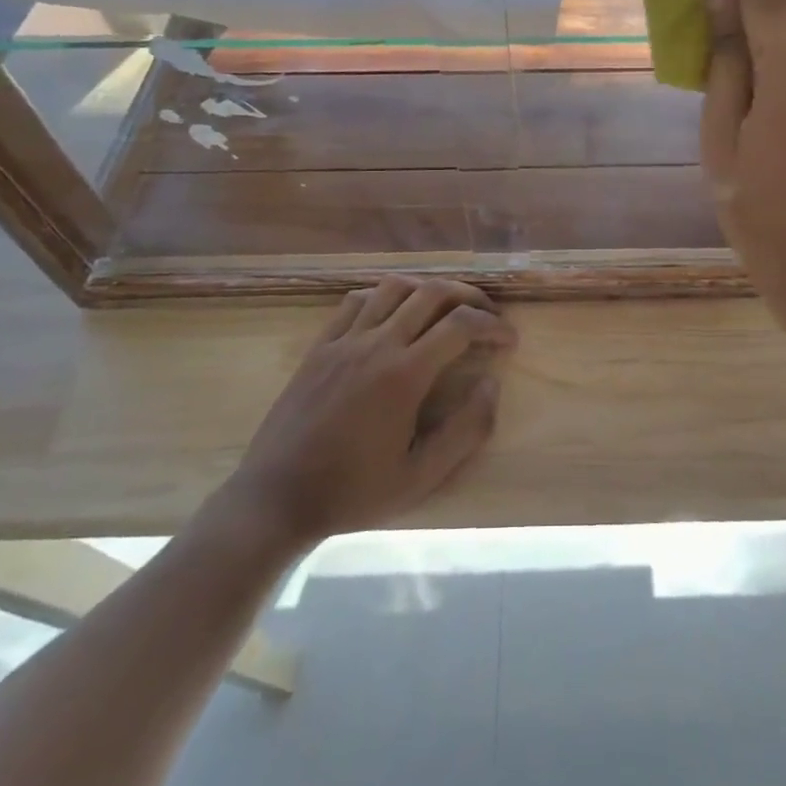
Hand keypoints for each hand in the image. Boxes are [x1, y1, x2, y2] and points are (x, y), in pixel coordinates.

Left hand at [223, 277, 515, 548]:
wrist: (276, 498)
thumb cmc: (353, 492)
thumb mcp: (420, 477)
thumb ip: (466, 431)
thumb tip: (492, 386)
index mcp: (404, 375)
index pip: (461, 326)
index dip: (493, 326)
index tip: (509, 339)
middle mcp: (377, 344)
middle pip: (432, 293)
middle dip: (469, 296)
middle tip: (486, 315)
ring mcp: (344, 340)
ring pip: (395, 287)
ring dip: (428, 289)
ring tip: (445, 308)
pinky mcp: (320, 345)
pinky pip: (357, 300)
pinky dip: (385, 295)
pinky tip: (394, 313)